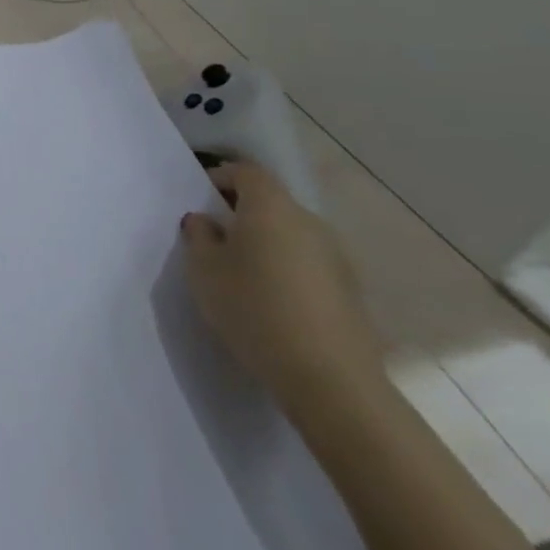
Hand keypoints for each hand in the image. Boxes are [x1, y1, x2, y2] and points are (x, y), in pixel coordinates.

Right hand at [180, 160, 384, 407]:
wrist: (329, 378)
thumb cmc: (253, 308)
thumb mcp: (204, 271)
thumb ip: (199, 237)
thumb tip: (205, 221)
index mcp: (271, 207)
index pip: (245, 172)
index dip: (220, 178)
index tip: (200, 201)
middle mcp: (308, 221)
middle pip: (271, 202)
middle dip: (241, 213)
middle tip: (214, 238)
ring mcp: (336, 256)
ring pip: (291, 234)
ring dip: (266, 243)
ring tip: (241, 274)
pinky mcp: (350, 290)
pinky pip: (308, 264)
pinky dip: (287, 270)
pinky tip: (271, 302)